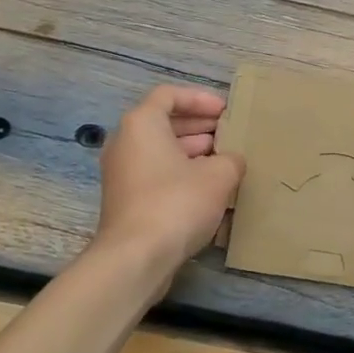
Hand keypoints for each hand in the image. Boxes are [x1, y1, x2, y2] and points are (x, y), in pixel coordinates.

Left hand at [95, 85, 244, 272]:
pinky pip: (155, 173)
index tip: (226, 111)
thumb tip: (232, 161)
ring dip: (192, 151)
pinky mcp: (126, 200)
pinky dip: (180, 172)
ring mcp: (121, 173)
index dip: (200, 99)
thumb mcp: (219, 175)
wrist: (136, 257)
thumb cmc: (177, 202)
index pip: (169, 95)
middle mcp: (125, 142)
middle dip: (199, 126)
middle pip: (164, 122)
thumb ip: (231, 159)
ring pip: (160, 150)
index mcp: (142, 124)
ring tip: (224, 160)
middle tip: (229, 134)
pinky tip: (208, 188)